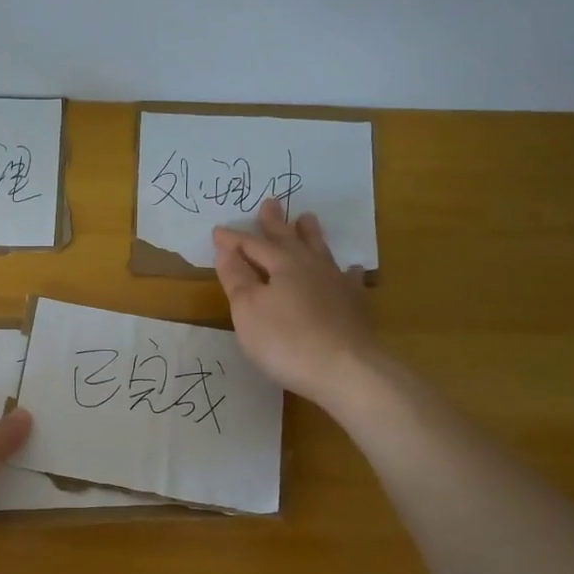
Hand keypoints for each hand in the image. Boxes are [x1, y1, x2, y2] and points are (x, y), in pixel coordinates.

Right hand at [213, 199, 376, 406]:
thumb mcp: (248, 309)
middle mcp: (311, 266)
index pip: (252, 245)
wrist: (346, 370)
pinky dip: (347, 271)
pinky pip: (350, 279)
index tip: (217, 231)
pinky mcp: (355, 305)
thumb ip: (236, 278)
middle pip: (289, 239)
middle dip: (275, 223)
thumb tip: (226, 250)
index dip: (233, 239)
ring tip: (307, 219)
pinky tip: (351, 270)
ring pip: (320, 251)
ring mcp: (337, 284)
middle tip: (271, 203)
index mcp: (282, 264)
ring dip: (311, 235)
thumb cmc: (286, 340)